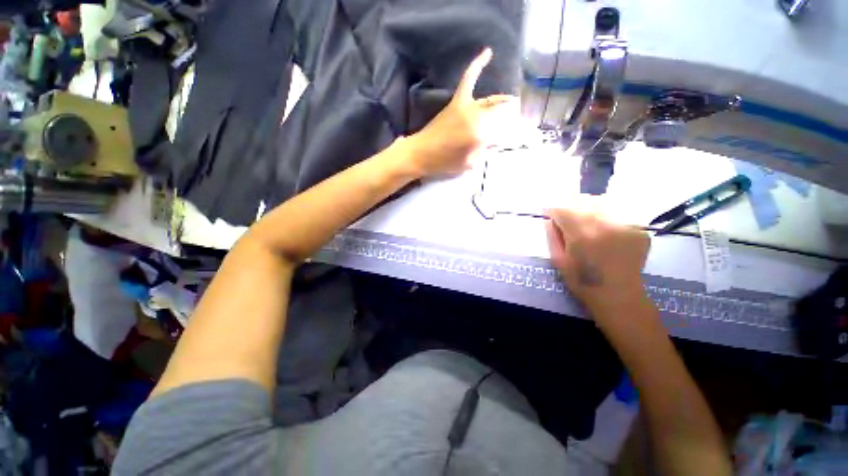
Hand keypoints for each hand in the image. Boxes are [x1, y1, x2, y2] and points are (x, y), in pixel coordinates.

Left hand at [405, 48, 514, 176]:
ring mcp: (466, 107)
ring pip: (490, 101)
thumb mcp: (467, 165)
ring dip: (502, 100)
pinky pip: (468, 79)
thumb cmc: (443, 163)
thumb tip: (492, 141)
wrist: (420, 153)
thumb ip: (483, 152)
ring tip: (512, 102)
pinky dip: (477, 65)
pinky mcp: (456, 101)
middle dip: (508, 118)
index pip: (501, 131)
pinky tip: (487, 52)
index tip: (505, 140)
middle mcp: (476, 117)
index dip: (505, 136)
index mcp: (480, 135)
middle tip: (512, 123)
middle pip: (498, 114)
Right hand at [545, 208, 650, 313]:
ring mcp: (625, 227)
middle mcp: (604, 226)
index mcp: (581, 235)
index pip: (563, 210)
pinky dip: (608, 219)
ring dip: (591, 209)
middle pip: (584, 201)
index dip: (553, 211)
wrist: (617, 295)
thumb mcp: (559, 260)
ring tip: (588, 223)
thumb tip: (549, 220)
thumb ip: (553, 237)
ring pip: (603, 204)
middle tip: (568, 217)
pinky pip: (618, 215)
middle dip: (572, 206)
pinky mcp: (639, 231)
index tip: (549, 214)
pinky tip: (606, 232)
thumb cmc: (582, 280)